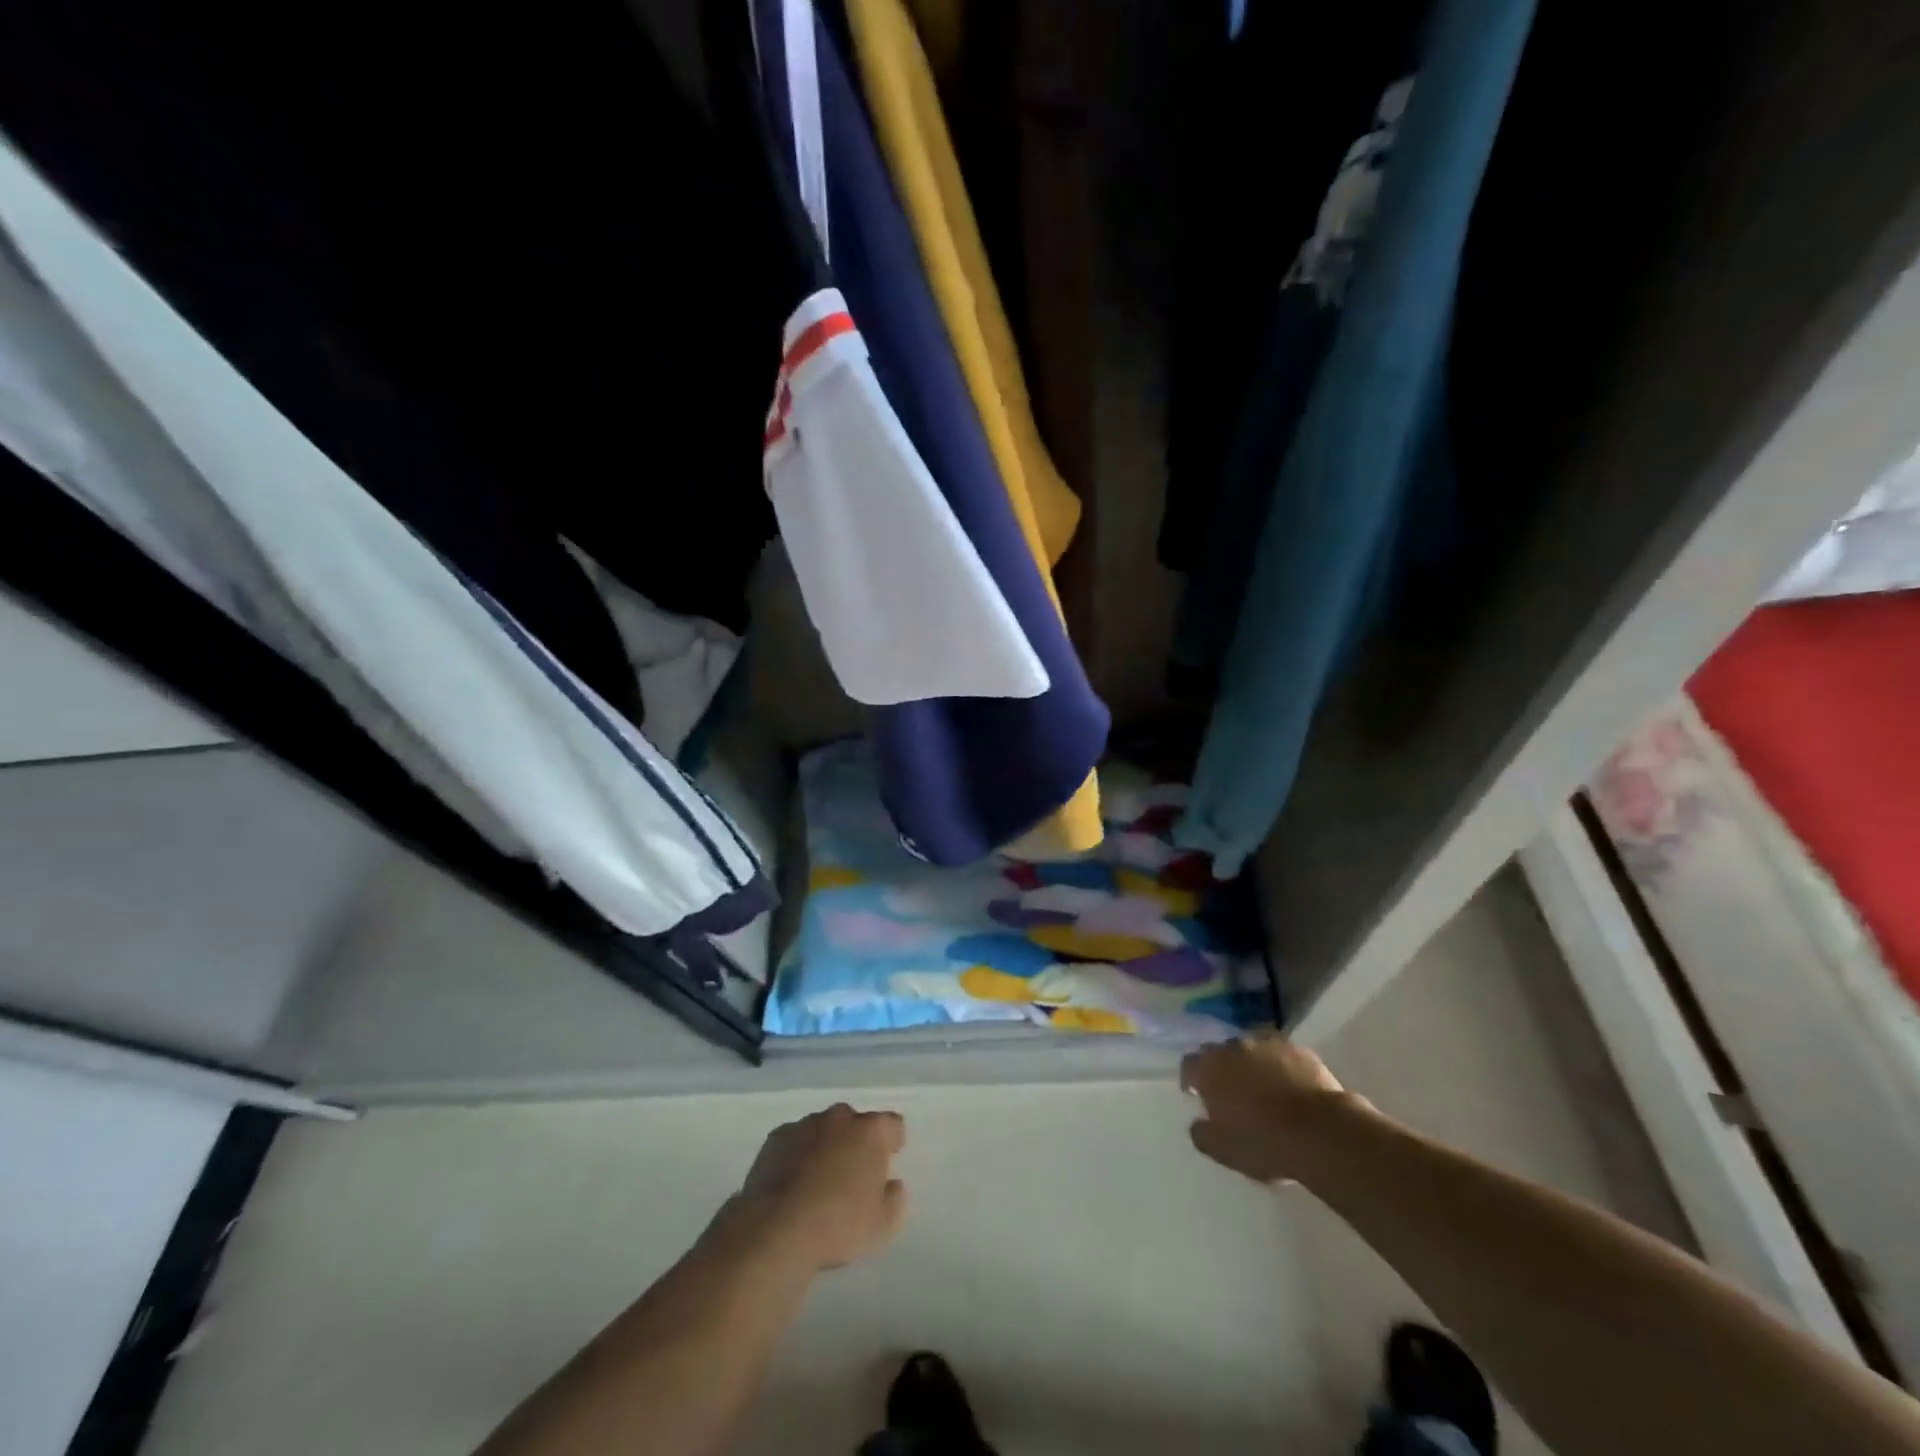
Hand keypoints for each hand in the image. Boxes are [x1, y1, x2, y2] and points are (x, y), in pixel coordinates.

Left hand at [731, 1103, 907, 1271]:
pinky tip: (793, 1184)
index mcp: (870, 1132)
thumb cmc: (837, 1226)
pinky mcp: (776, 1138)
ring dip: (826, 1147)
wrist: (776, 1230)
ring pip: (824, 1130)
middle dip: (857, 1142)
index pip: (892, 1125)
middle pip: (855, 1123)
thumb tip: (893, 1185)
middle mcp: (840, 1118)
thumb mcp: (883, 1226)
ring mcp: (805, 1125)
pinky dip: (798, 1155)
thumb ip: (896, 1200)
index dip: (893, 1142)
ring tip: (818, 1183)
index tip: (889, 1160)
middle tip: (853, 1176)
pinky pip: (796, 1141)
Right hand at [1181, 1032, 1363, 1184]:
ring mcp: (1267, 1045)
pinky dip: (1280, 1067)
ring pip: (1251, 1050)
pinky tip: (1290, 1087)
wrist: (1321, 1132)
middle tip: (1230, 1092)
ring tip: (1263, 1089)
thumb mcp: (1223, 1151)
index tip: (1196, 1093)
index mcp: (1210, 1069)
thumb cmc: (1265, 1143)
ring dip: (1251, 1065)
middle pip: (1219, 1052)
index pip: (1189, 1064)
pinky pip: (1281, 1055)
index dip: (1191, 1078)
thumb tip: (1198, 1123)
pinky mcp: (1298, 1050)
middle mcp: (1234, 1048)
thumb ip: (1202, 1134)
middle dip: (1221, 1068)